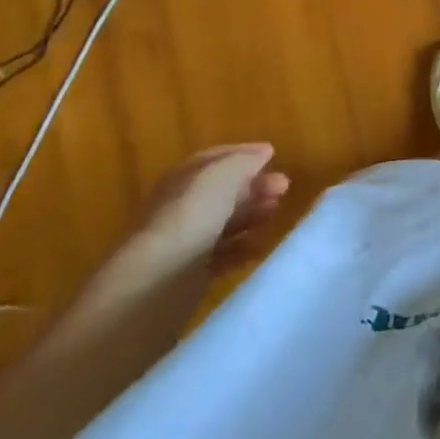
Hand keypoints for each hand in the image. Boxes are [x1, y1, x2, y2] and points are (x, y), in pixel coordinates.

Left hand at [96, 144, 291, 298]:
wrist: (155, 285)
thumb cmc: (189, 218)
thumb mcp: (220, 177)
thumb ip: (242, 162)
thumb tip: (262, 153)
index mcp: (181, 179)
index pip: (213, 160)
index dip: (243, 154)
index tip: (273, 155)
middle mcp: (178, 208)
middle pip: (221, 192)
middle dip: (253, 186)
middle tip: (284, 187)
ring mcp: (182, 243)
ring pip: (223, 222)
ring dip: (251, 215)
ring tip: (275, 213)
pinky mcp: (188, 276)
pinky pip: (221, 255)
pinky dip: (241, 248)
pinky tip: (259, 247)